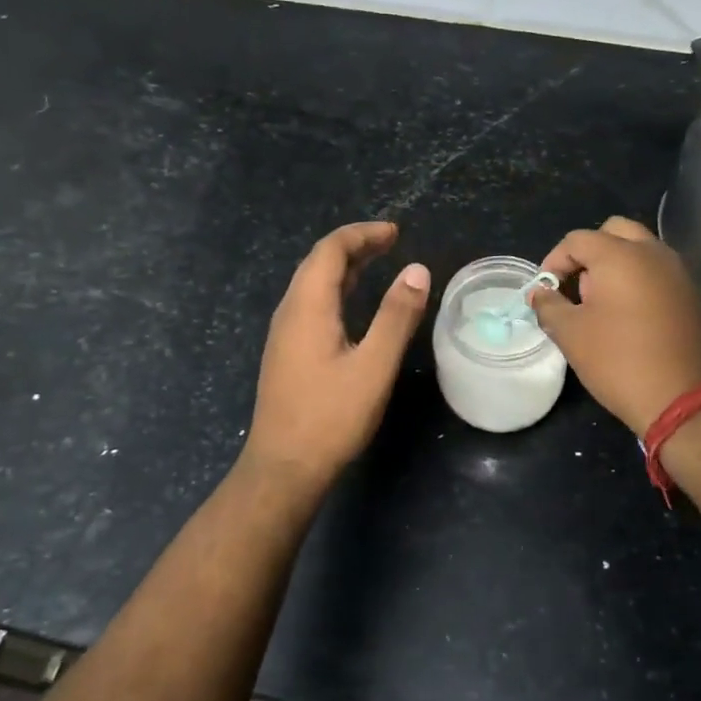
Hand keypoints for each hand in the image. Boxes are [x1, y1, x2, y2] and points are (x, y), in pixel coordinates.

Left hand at [244, 221, 430, 489]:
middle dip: (354, 246)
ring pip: (312, 284)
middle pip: (318, 263)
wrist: (284, 468)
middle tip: (391, 242)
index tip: (395, 232)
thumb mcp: (374, 365)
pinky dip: (336, 290)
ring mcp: (284, 334)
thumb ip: (396, 316)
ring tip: (378, 264)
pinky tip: (353, 307)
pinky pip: (310, 305)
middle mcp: (290, 312)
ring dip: (344, 268)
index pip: (330, 250)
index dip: (362, 234)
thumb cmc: (331, 416)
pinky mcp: (286, 353)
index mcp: (308, 306)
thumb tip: (417, 270)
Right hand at [530, 216, 700, 434]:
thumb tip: (540, 293)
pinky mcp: (696, 297)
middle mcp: (654, 253)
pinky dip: (641, 283)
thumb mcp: (571, 335)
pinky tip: (633, 320)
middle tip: (578, 288)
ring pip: (642, 251)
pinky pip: (661, 275)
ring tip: (603, 306)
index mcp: (620, 255)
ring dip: (618, 267)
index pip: (577, 240)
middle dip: (590, 254)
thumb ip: (549, 306)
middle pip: (615, 232)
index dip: (554, 261)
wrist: (687, 400)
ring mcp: (681, 273)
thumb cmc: (620, 362)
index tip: (546, 292)